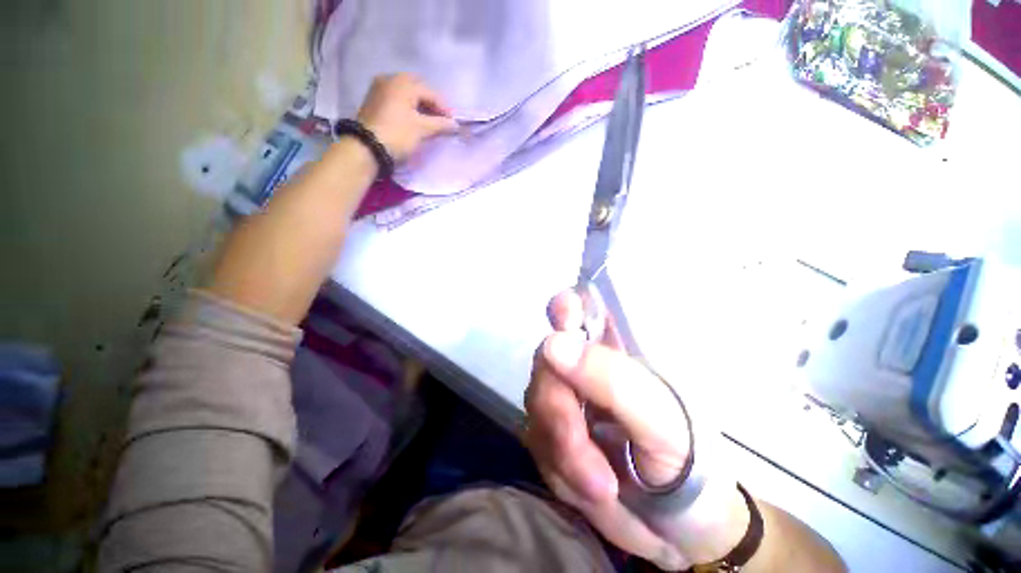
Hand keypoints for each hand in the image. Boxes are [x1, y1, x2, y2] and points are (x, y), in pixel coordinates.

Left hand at [356, 74, 458, 161]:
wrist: (367, 147)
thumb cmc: (398, 135)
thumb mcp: (422, 129)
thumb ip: (440, 124)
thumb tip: (455, 124)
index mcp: (404, 83)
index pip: (431, 93)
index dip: (444, 108)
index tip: (453, 123)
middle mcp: (391, 79)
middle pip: (418, 89)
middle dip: (432, 103)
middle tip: (441, 120)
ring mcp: (380, 88)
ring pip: (407, 93)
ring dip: (420, 105)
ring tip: (430, 121)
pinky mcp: (374, 99)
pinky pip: (397, 98)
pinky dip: (408, 106)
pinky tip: (414, 118)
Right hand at [525, 292, 744, 569]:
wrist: (685, 525)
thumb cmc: (693, 465)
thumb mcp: (665, 423)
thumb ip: (613, 381)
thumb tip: (553, 343)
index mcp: (619, 350)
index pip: (584, 306)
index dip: (567, 305)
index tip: (562, 317)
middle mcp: (585, 365)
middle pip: (547, 361)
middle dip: (560, 412)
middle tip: (591, 464)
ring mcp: (565, 397)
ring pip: (537, 405)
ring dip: (565, 454)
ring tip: (606, 490)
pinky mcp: (553, 431)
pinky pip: (538, 443)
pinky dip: (563, 474)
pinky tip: (593, 491)